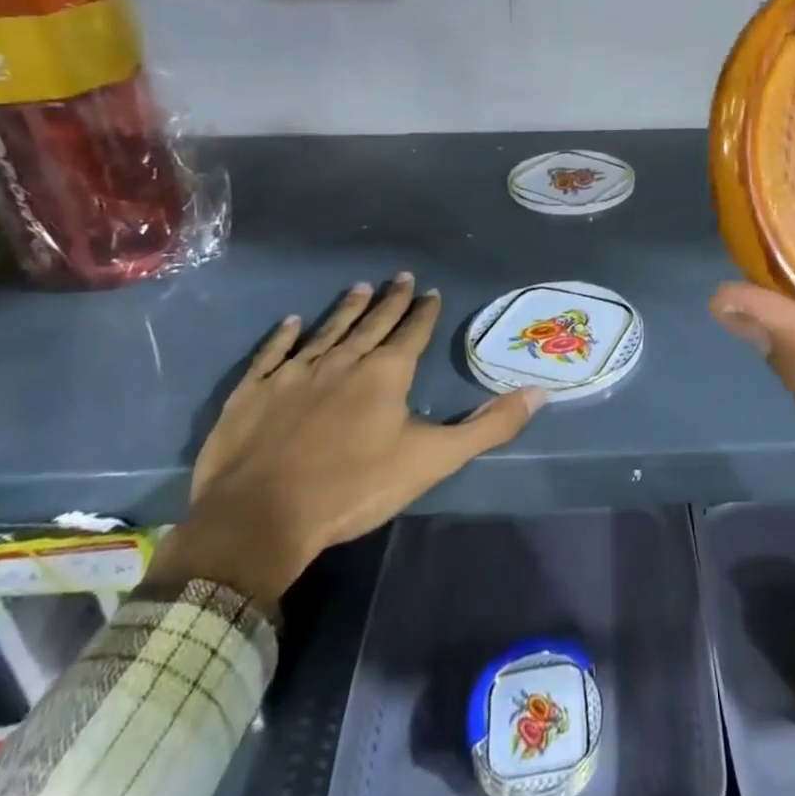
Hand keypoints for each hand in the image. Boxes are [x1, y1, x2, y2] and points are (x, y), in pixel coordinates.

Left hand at [152, 275, 542, 604]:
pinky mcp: (255, 392)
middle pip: (372, 323)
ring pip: (327, 330)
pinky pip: (273, 353)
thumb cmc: (354, 487)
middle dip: (390, 300)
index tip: (430, 291)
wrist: (260, 518)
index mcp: (386, 373)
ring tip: (360, 287)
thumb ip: (489, 426)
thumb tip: (539, 393)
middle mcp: (343, 361)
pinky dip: (283, 336)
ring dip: (346, 309)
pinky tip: (291, 322)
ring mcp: (295, 373)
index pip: (412, 332)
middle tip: (400, 277)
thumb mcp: (433, 460)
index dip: (424, 312)